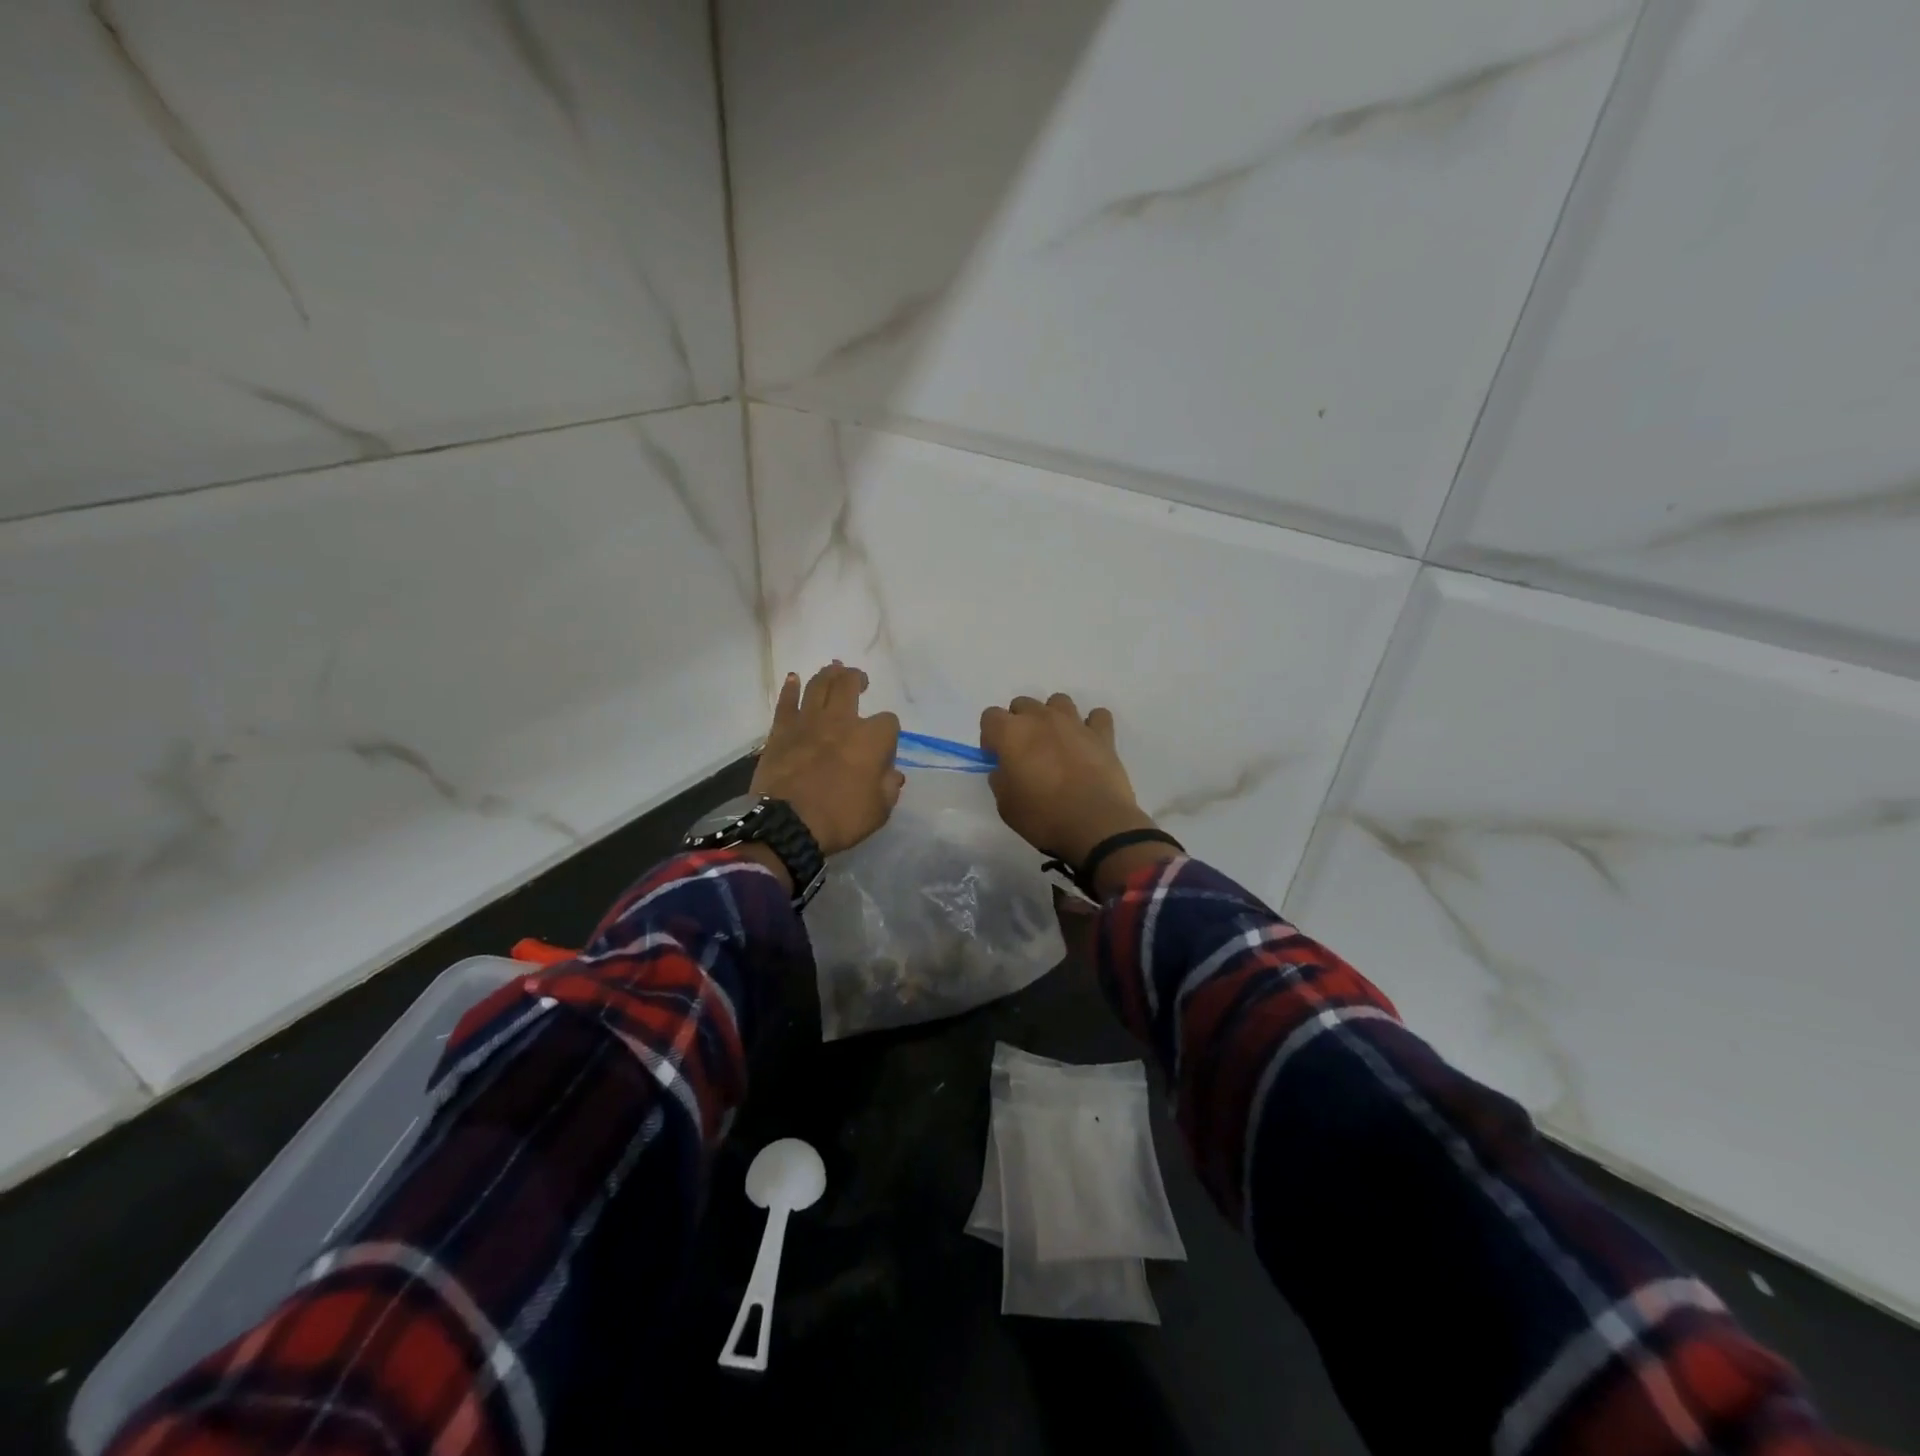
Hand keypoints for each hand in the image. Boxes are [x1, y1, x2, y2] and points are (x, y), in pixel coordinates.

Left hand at [751, 662, 902, 856]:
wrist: (788, 823)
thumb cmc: (840, 818)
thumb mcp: (879, 810)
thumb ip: (889, 787)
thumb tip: (893, 773)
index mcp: (871, 739)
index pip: (888, 722)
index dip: (888, 732)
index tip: (884, 747)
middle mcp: (841, 721)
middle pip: (849, 686)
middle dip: (857, 679)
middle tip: (859, 679)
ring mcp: (808, 722)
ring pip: (819, 686)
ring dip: (828, 674)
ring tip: (834, 669)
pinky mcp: (781, 730)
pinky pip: (786, 702)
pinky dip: (791, 689)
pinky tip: (793, 679)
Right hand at [979, 694, 1155, 866]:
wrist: (1095, 825)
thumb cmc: (1043, 817)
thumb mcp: (1006, 805)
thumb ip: (1001, 779)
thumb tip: (1005, 769)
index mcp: (1011, 733)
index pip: (990, 716)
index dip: (991, 737)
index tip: (998, 757)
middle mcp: (1041, 718)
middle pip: (1022, 704)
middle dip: (1020, 723)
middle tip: (1026, 753)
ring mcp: (1074, 723)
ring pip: (1058, 701)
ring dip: (1053, 717)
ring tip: (1057, 743)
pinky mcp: (1103, 735)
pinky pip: (1097, 716)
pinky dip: (1091, 726)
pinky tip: (1088, 743)